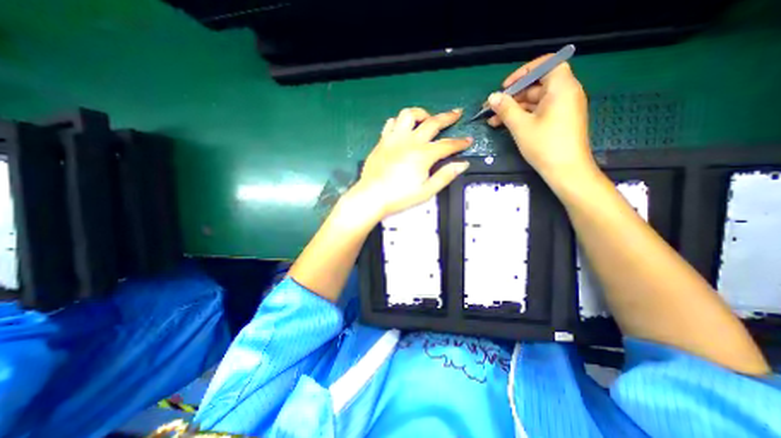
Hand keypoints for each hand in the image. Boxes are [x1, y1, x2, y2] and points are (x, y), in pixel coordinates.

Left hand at [352, 106, 471, 219]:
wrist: (372, 196)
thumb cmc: (399, 196)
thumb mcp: (427, 191)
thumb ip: (445, 176)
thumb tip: (462, 164)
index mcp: (423, 155)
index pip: (447, 145)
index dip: (460, 143)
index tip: (468, 140)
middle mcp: (410, 141)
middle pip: (433, 123)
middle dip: (448, 117)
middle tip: (456, 114)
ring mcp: (395, 139)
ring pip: (409, 115)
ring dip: (421, 113)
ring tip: (427, 118)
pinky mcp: (383, 141)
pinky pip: (391, 123)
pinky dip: (400, 121)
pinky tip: (403, 127)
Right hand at [486, 54, 598, 184]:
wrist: (566, 170)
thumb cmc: (544, 145)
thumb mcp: (520, 126)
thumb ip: (506, 108)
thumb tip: (492, 97)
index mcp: (562, 88)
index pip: (547, 64)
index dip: (524, 72)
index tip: (506, 86)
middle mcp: (565, 93)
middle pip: (537, 85)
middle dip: (513, 95)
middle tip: (493, 108)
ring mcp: (562, 108)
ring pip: (535, 101)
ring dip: (514, 109)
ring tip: (493, 120)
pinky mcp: (559, 121)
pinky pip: (539, 112)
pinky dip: (523, 116)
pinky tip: (505, 125)